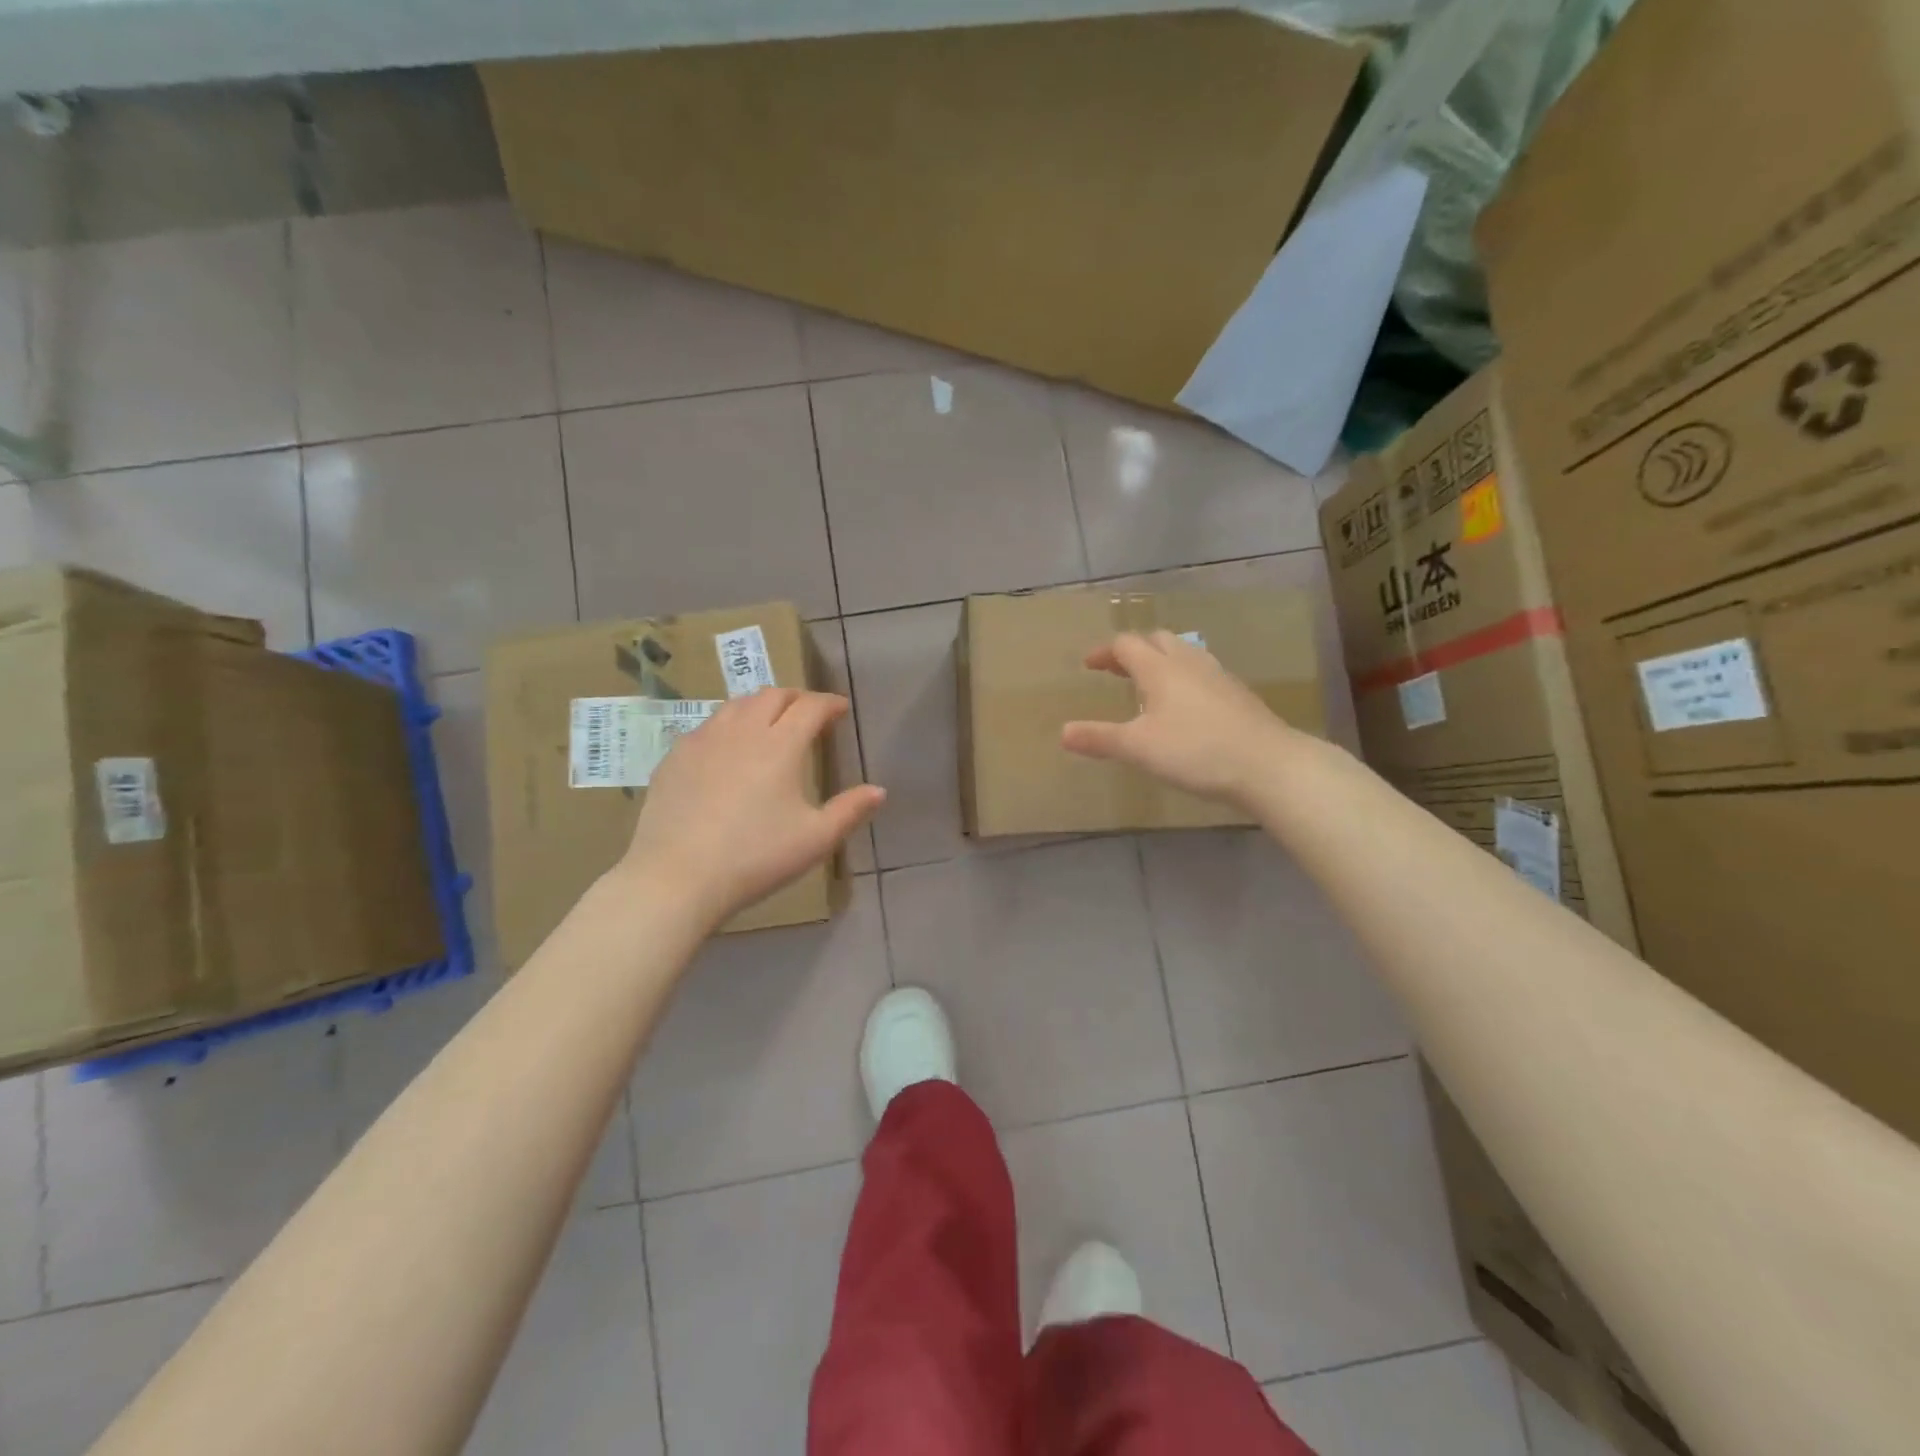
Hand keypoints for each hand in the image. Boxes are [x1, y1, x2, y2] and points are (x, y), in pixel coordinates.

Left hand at [622, 689, 884, 927]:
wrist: (676, 877)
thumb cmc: (755, 857)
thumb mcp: (815, 839)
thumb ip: (850, 811)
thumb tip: (879, 790)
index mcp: (780, 744)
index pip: (811, 707)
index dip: (830, 703)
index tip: (841, 709)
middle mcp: (742, 730)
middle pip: (773, 695)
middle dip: (797, 698)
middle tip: (809, 714)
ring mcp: (703, 740)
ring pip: (737, 704)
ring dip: (761, 705)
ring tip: (770, 723)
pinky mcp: (675, 756)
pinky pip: (708, 725)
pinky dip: (729, 725)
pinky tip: (728, 749)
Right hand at [1061, 630, 1300, 808]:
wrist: (1268, 764)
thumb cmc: (1196, 751)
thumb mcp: (1139, 748)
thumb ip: (1099, 739)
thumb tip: (1063, 733)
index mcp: (1160, 669)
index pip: (1126, 645)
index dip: (1104, 652)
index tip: (1089, 665)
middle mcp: (1188, 663)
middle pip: (1156, 641)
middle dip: (1133, 650)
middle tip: (1116, 670)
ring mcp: (1217, 676)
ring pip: (1183, 653)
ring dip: (1160, 660)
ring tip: (1149, 683)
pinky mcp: (1237, 694)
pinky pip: (1202, 672)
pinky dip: (1183, 677)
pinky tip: (1186, 704)